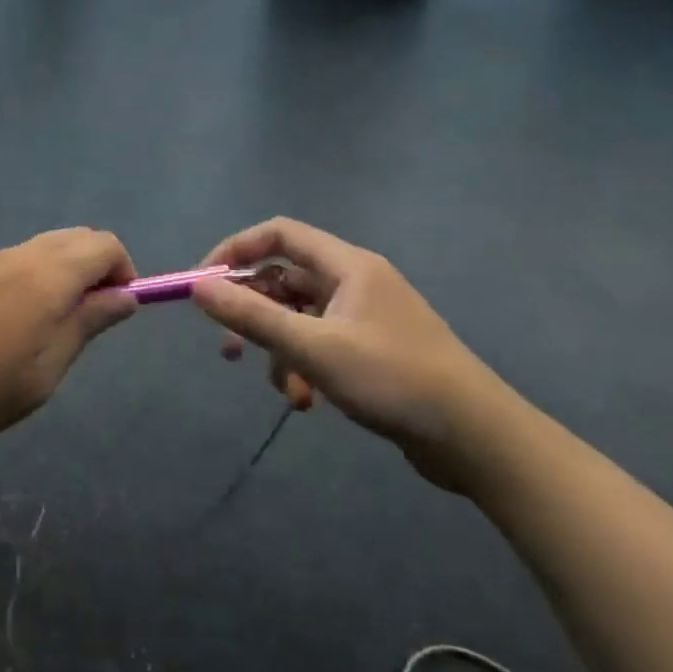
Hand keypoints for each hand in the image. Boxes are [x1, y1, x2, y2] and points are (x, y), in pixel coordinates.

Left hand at [0, 228, 136, 455]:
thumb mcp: (41, 376)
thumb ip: (86, 326)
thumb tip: (124, 295)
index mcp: (43, 278)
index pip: (103, 245)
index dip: (121, 269)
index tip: (114, 305)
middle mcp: (8, 253)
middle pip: (66, 240)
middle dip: (85, 269)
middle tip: (73, 319)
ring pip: (21, 256)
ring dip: (36, 281)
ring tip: (8, 334)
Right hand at [192, 218, 520, 492]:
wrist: (475, 437)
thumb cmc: (393, 380)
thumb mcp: (312, 348)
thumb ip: (251, 316)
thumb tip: (196, 286)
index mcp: (347, 265)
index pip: (278, 233)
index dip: (235, 251)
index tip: (203, 285)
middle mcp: (355, 281)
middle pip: (284, 279)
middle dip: (253, 314)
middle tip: (229, 349)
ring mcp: (365, 316)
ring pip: (299, 318)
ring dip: (280, 351)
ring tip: (287, 392)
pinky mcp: (372, 349)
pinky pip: (320, 344)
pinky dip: (304, 367)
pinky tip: (309, 402)